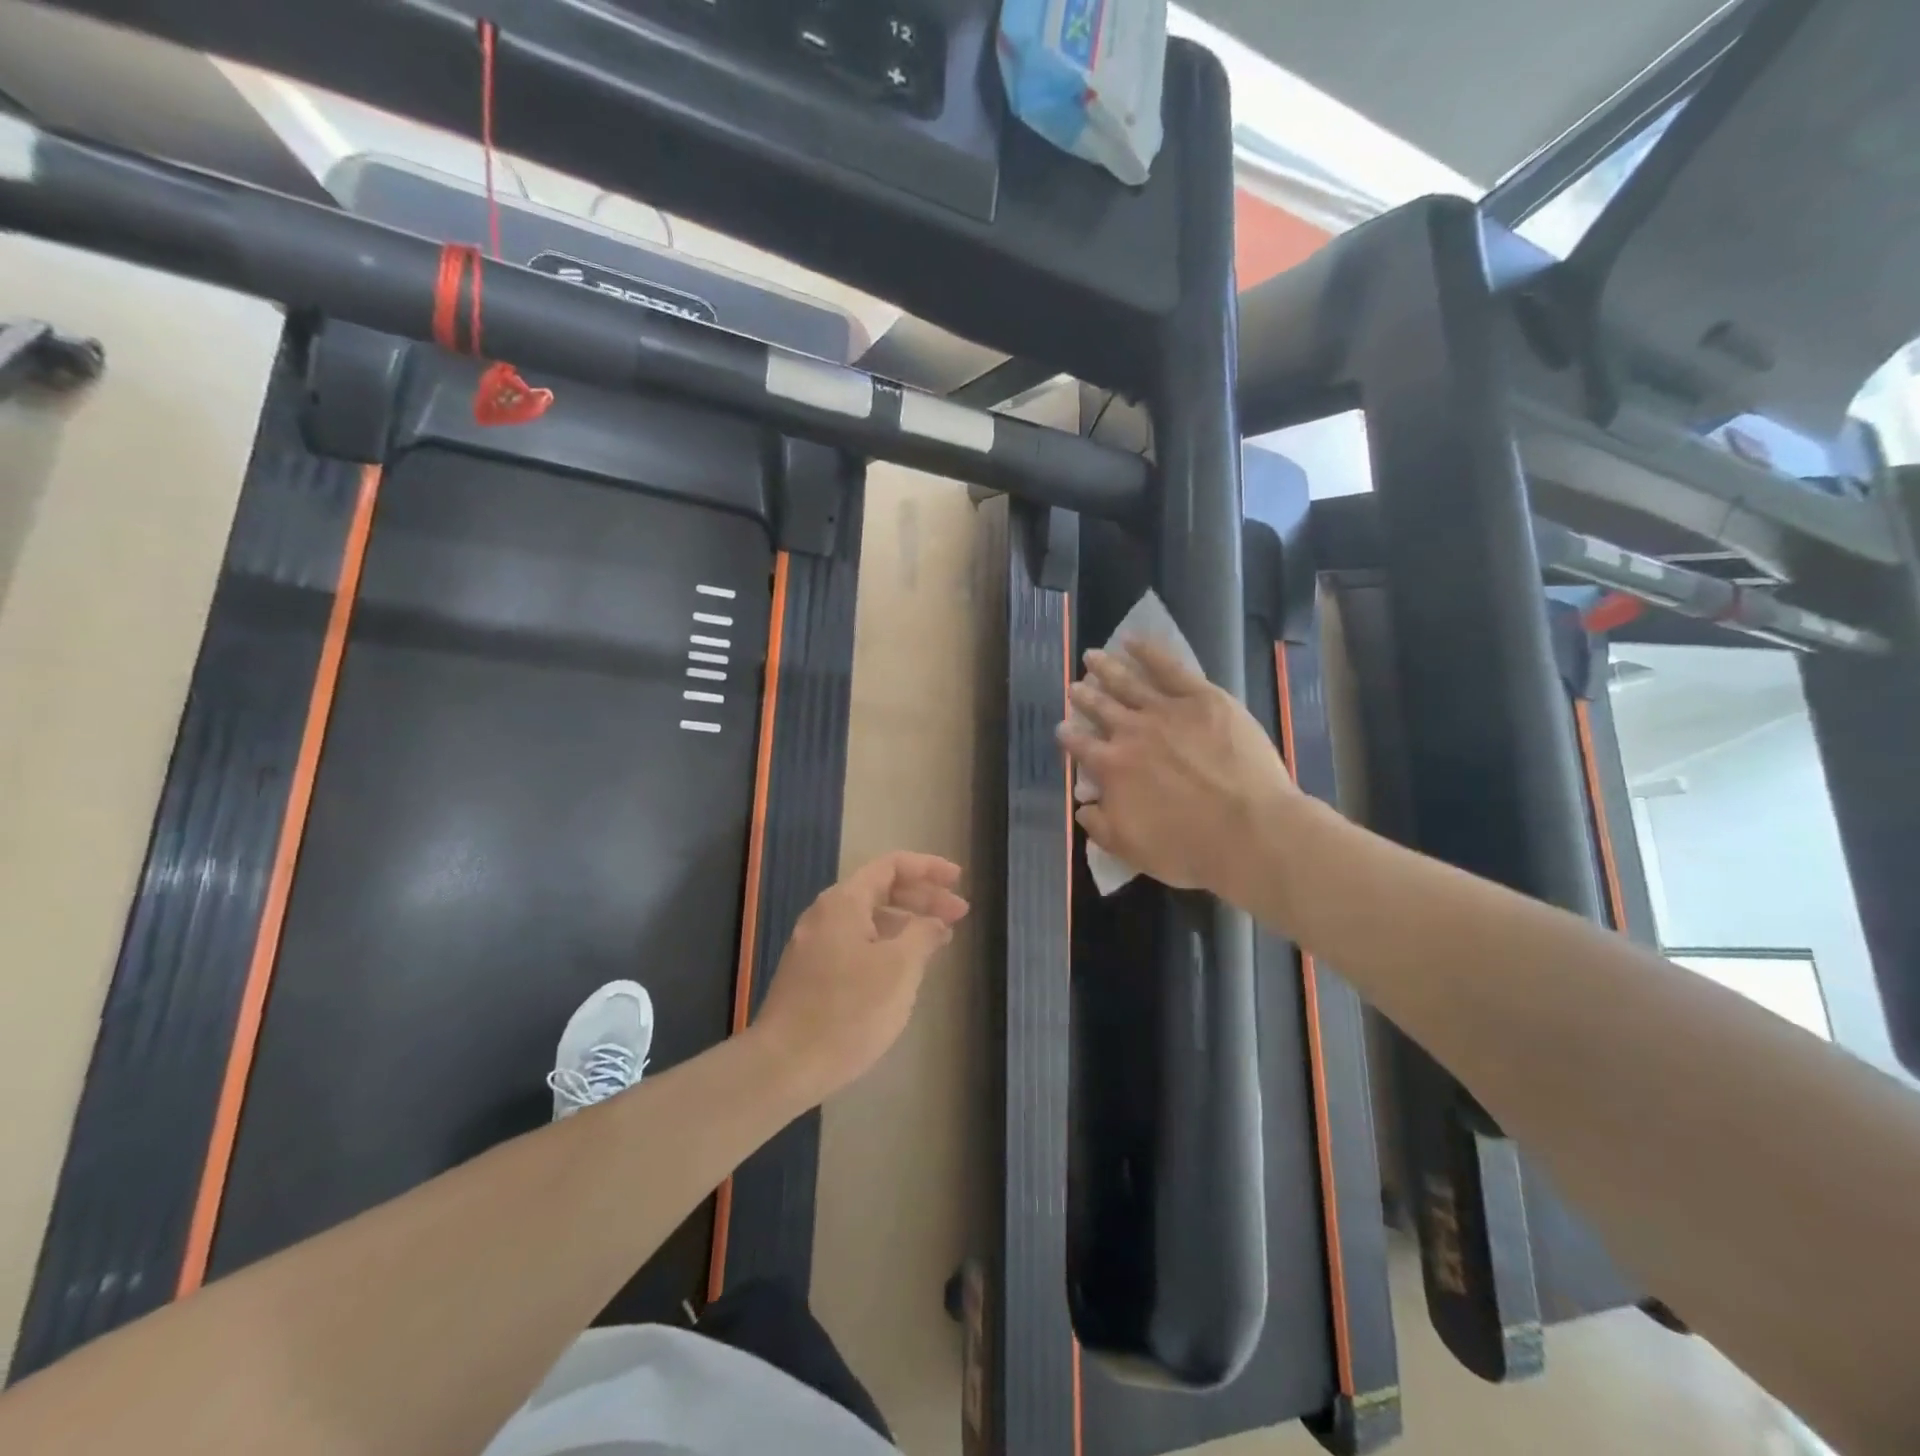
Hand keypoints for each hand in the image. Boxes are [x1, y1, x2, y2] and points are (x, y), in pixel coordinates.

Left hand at [752, 851, 968, 1104]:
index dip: (928, 868)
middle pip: (880, 890)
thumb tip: (934, 923)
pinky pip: (856, 943)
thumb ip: (923, 935)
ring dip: (906, 923)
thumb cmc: (848, 1011)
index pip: (891, 866)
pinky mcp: (811, 974)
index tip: (958, 880)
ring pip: (869, 919)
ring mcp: (814, 945)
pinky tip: (904, 969)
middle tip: (959, 915)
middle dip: (922, 898)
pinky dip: (886, 945)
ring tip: (938, 942)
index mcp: (843, 902)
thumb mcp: (899, 969)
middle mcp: (825, 914)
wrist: (783, 1066)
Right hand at [1056, 640, 1298, 900]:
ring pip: (1128, 682)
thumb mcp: (1132, 850)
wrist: (1249, 831)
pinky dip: (1148, 652)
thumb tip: (1083, 807)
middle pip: (1100, 708)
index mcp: (1112, 768)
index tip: (1061, 728)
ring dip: (1107, 668)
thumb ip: (1101, 826)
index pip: (1081, 747)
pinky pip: (1169, 668)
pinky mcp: (1202, 698)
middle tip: (1074, 686)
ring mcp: (1166, 711)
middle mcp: (1131, 733)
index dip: (1068, 737)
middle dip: (1084, 697)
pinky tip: (1133, 640)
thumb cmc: (1189, 848)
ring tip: (1093, 655)